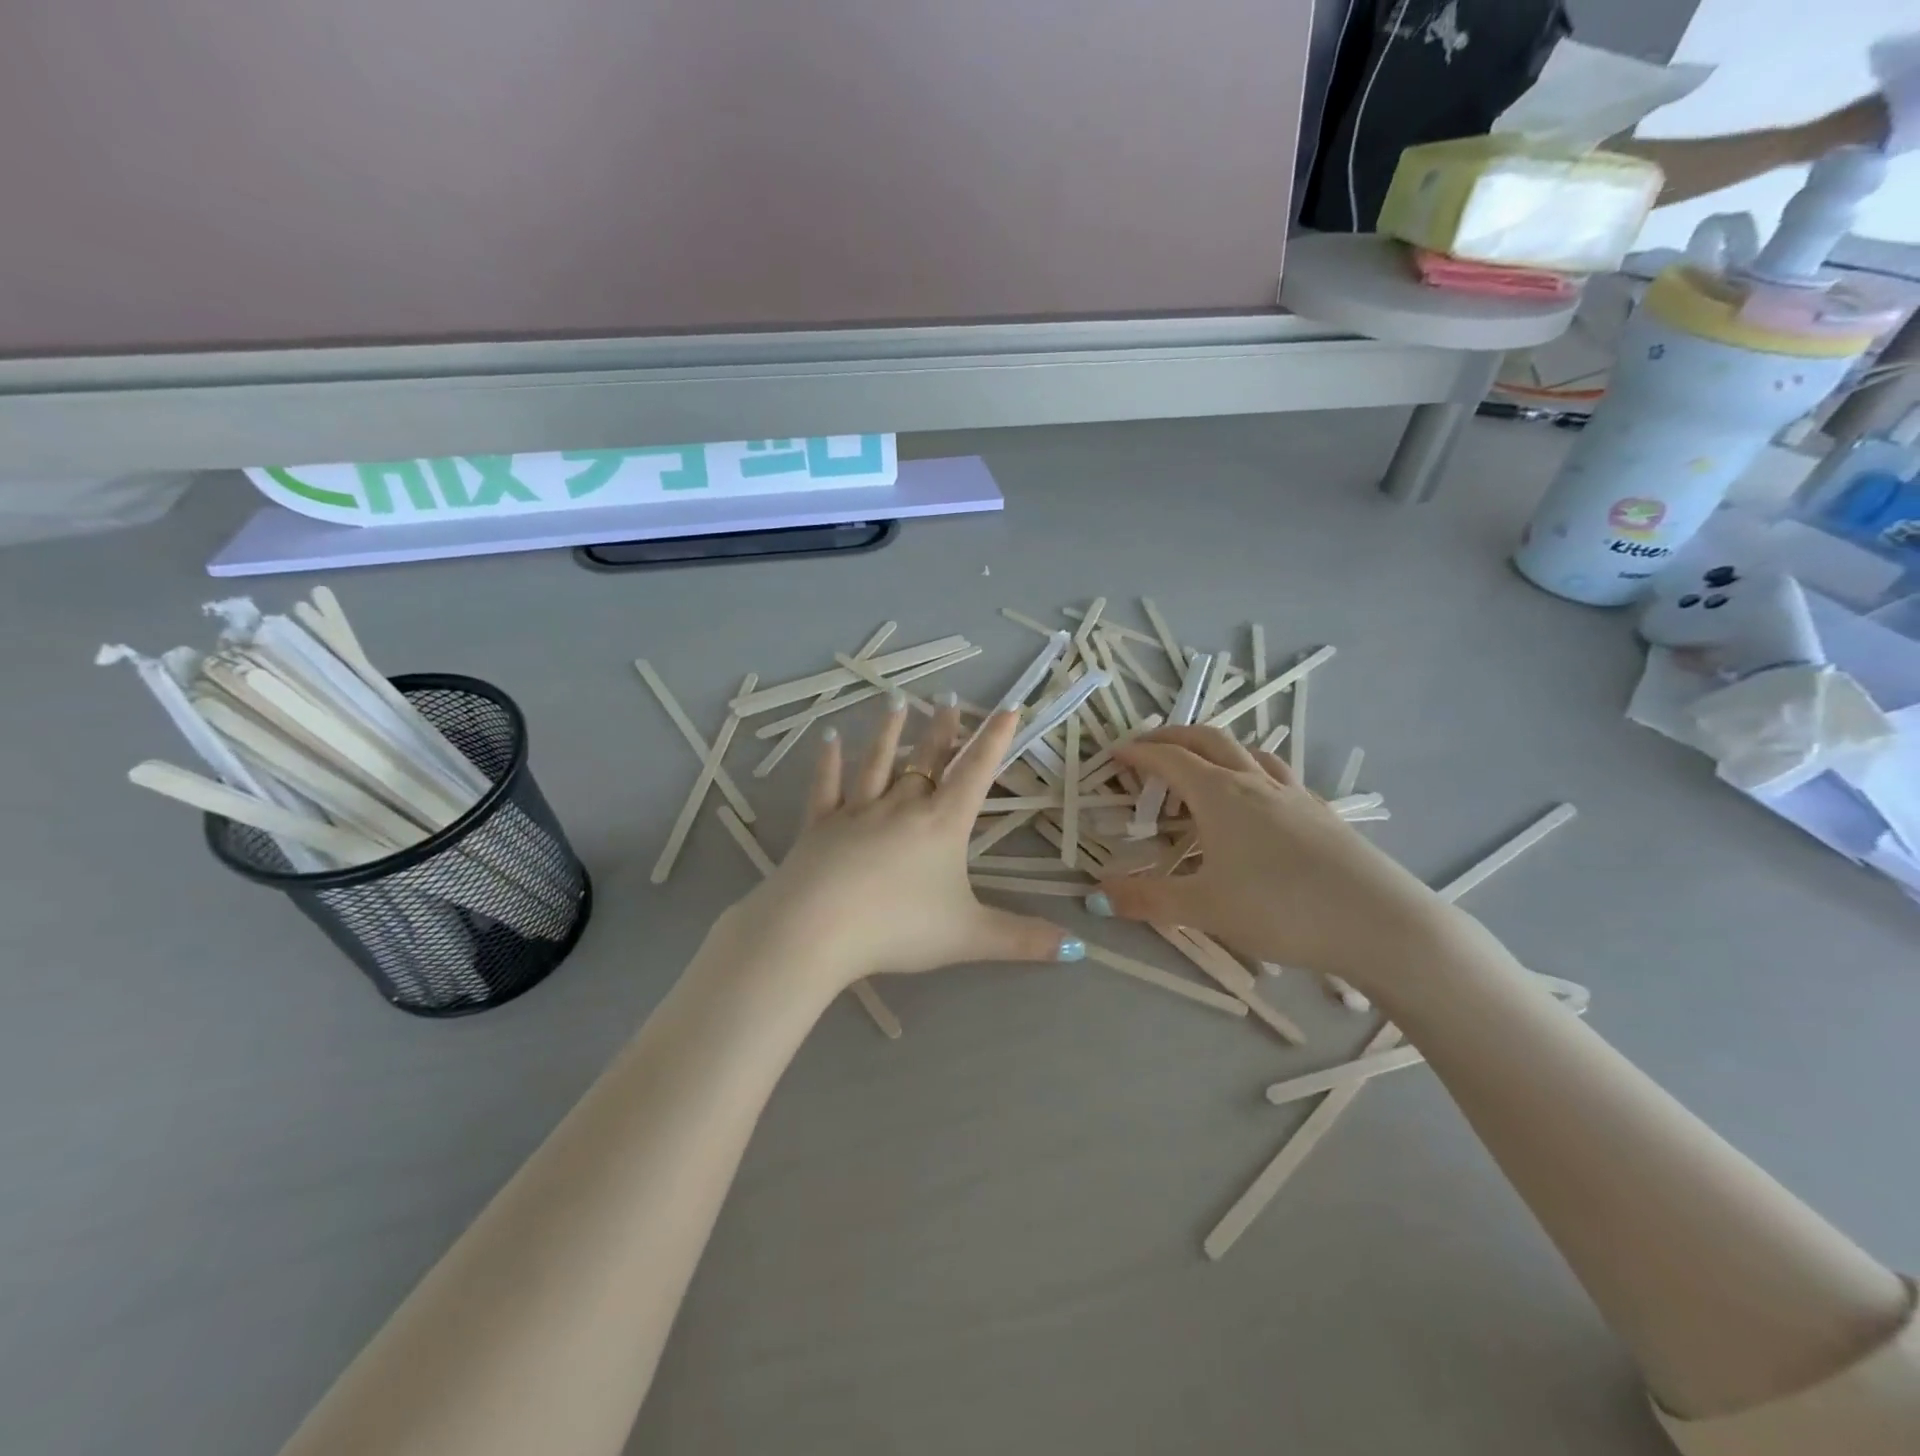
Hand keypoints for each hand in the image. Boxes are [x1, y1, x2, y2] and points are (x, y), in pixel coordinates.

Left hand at [716, 696, 1077, 992]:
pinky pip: (826, 786)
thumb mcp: (970, 937)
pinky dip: (827, 762)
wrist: (818, 928)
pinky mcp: (819, 825)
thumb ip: (1023, 940)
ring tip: (897, 702)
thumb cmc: (899, 927)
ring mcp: (856, 811)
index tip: (1008, 707)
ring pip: (876, 762)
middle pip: (926, 759)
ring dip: (888, 732)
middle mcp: (901, 806)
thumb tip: (1080, 949)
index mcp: (941, 825)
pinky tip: (827, 739)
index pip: (975, 772)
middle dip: (942, 729)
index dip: (994, 739)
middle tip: (948, 697)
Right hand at [1088, 726, 1457, 991]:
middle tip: (1148, 747)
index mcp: (1220, 794)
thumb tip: (1098, 895)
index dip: (1138, 753)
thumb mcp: (1204, 909)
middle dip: (1173, 736)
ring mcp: (1294, 794)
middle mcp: (1255, 782)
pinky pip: (1277, 775)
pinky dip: (1251, 771)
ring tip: (1202, 766)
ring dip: (1216, 748)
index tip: (1114, 755)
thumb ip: (1148, 899)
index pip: (1169, 759)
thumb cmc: (1281, 909)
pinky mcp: (1322, 813)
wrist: (1380, 923)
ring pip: (1248, 752)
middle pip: (1208, 739)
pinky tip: (1258, 800)